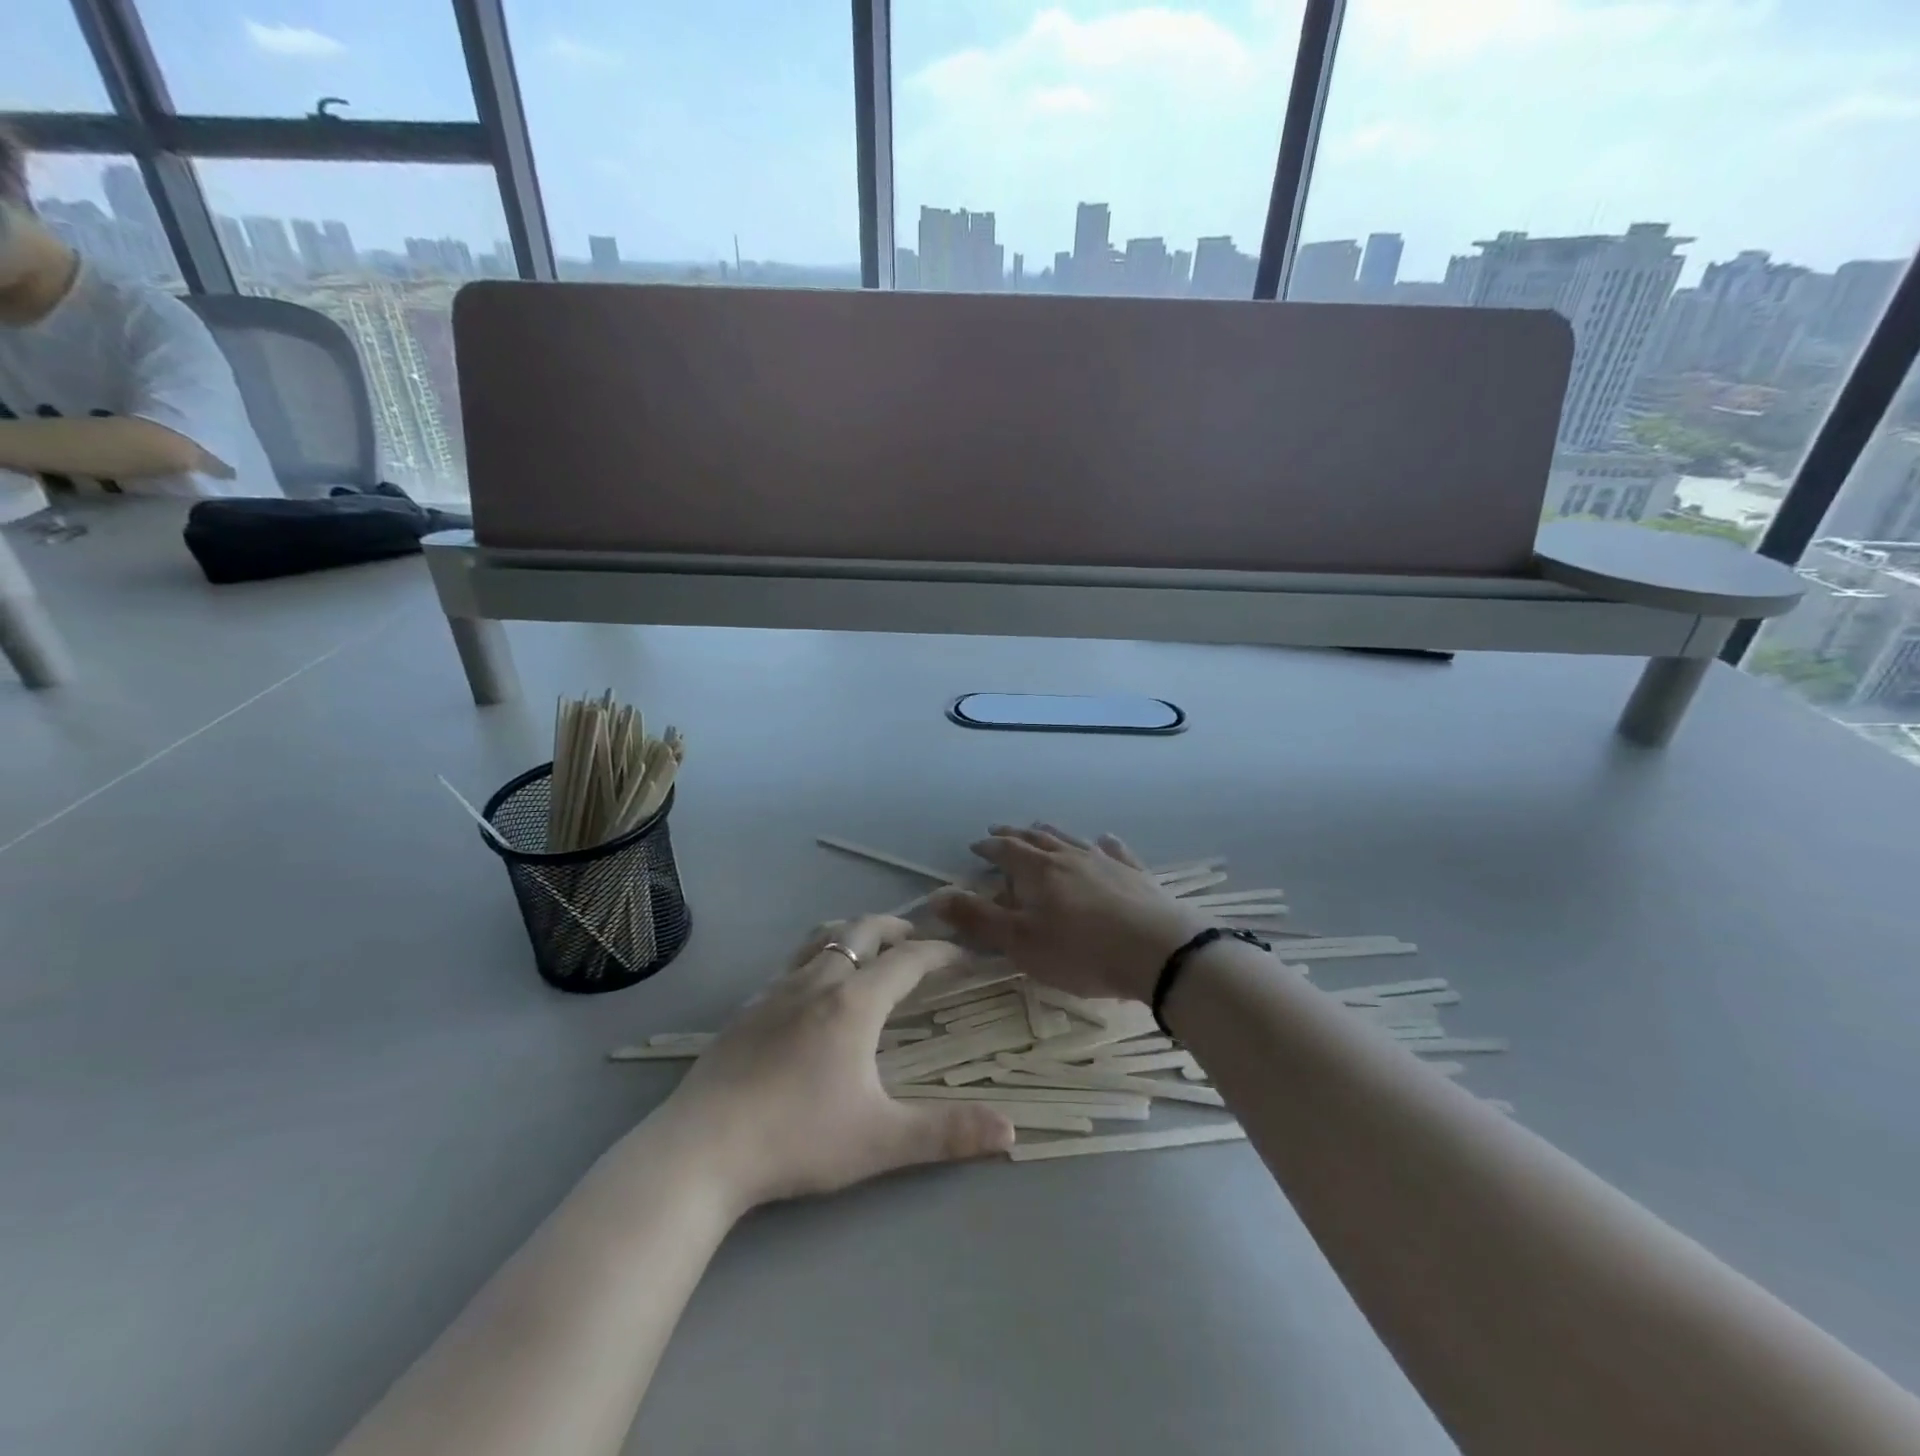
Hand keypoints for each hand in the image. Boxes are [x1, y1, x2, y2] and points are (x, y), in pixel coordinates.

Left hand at [657, 915, 1013, 1211]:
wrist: (701, 1148)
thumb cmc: (797, 1138)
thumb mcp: (881, 1140)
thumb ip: (947, 1133)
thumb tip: (1011, 1131)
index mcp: (855, 1003)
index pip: (909, 960)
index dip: (941, 953)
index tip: (964, 955)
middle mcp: (819, 981)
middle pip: (863, 930)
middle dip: (897, 928)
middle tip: (917, 941)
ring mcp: (777, 990)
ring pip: (823, 936)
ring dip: (854, 932)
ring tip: (870, 948)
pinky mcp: (748, 1007)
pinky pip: (793, 962)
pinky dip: (819, 955)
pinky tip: (813, 988)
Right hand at [933, 824, 1211, 1002]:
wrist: (1159, 951)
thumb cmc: (1081, 951)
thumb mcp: (1021, 942)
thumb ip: (978, 919)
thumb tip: (935, 896)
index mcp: (1038, 871)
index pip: (1006, 851)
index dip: (989, 848)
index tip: (976, 845)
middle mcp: (1069, 856)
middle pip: (1037, 838)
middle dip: (1015, 835)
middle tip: (1000, 831)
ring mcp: (1105, 861)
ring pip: (1071, 839)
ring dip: (1051, 833)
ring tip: (1040, 827)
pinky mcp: (1136, 874)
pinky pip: (1114, 850)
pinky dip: (1103, 844)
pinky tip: (1105, 840)